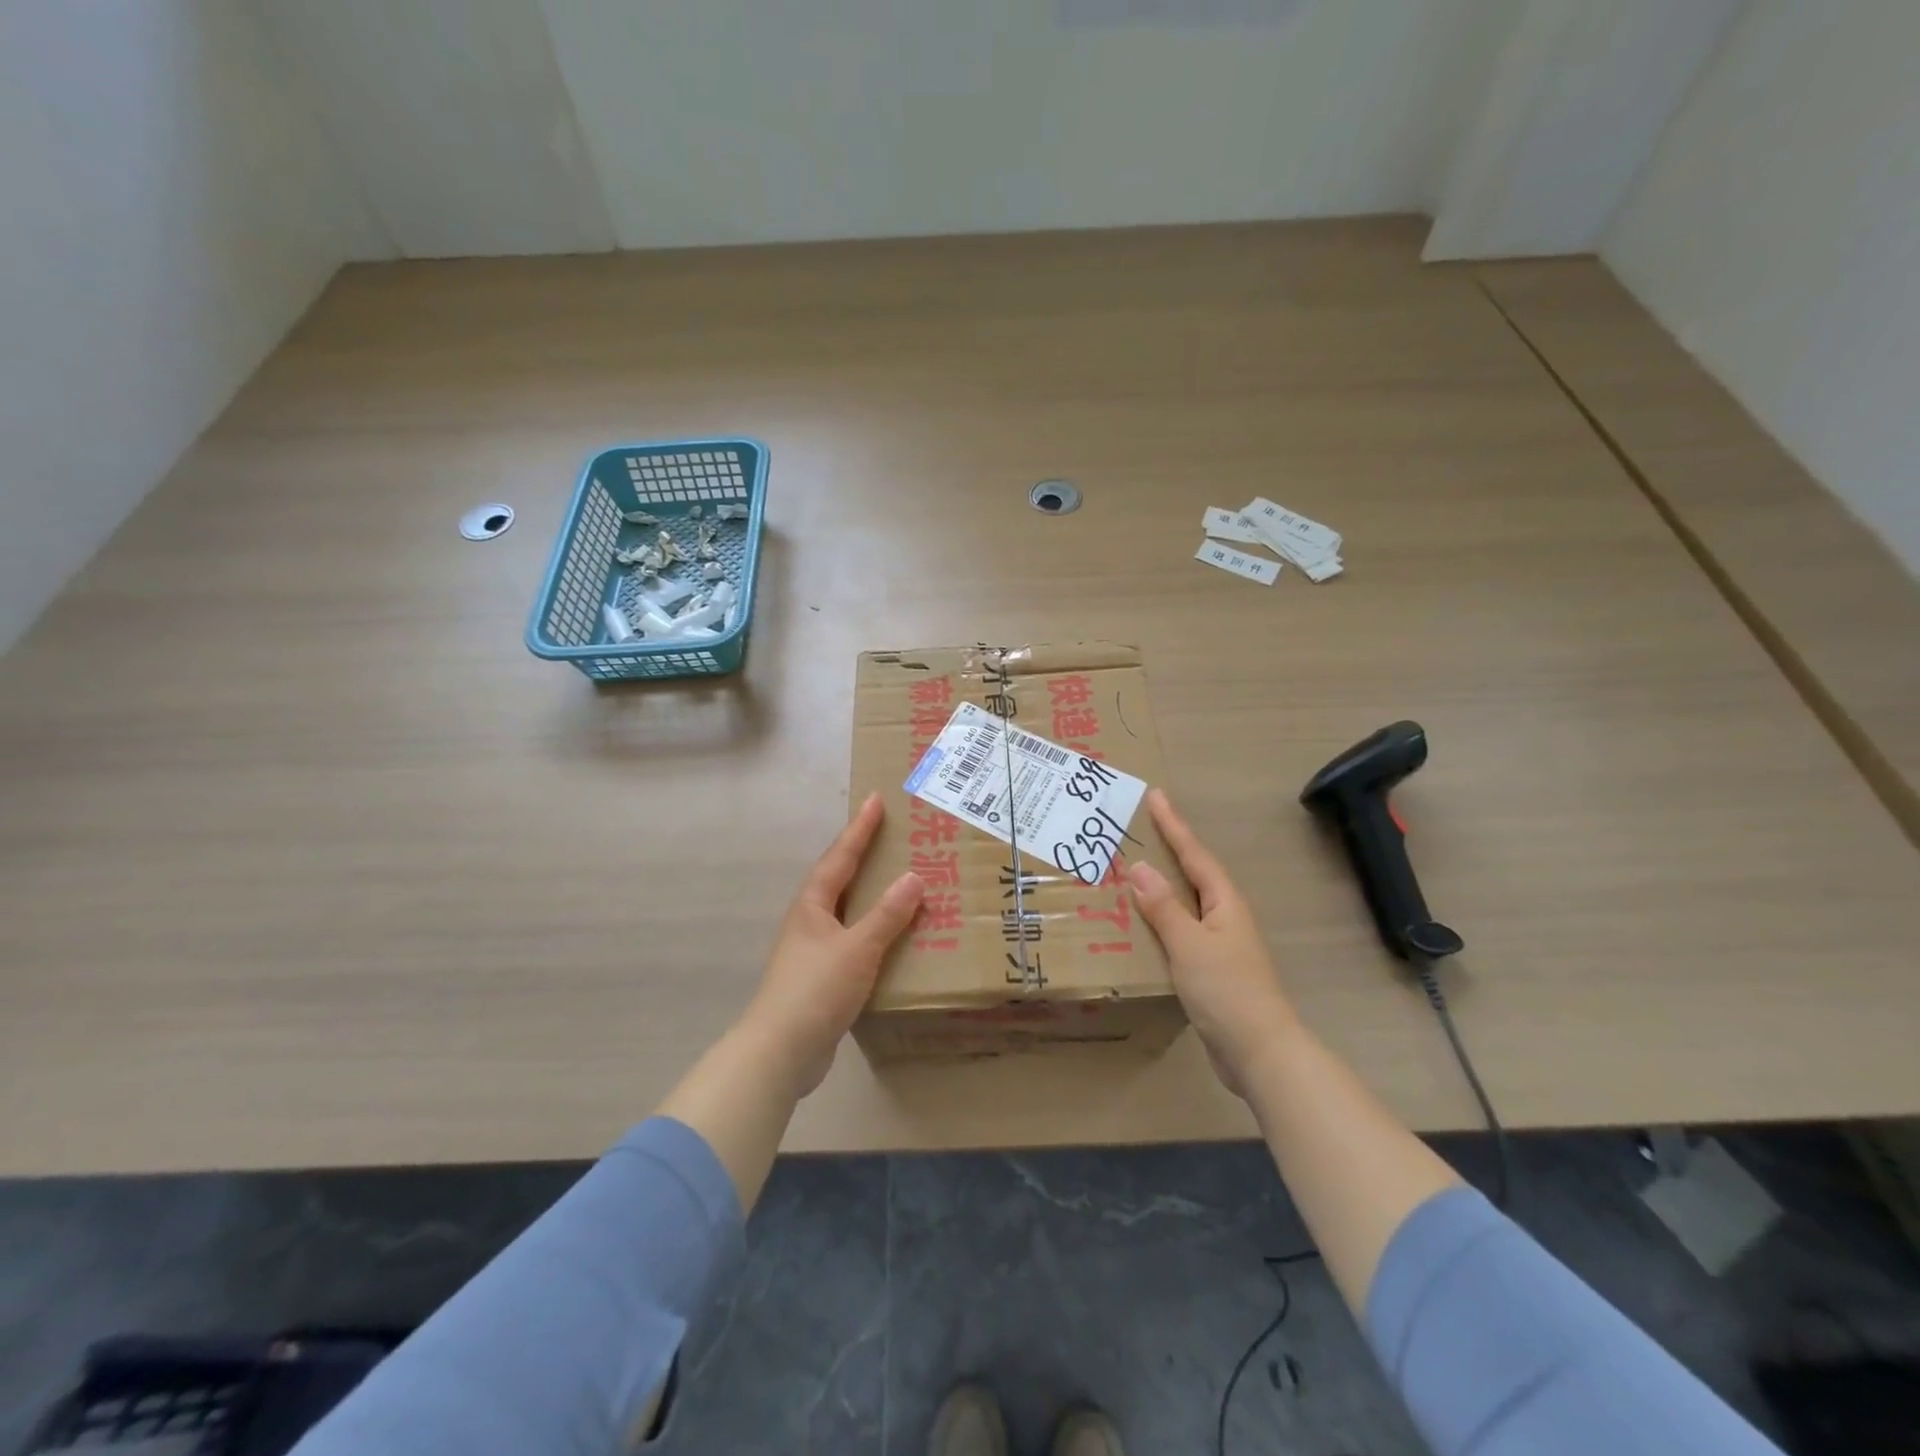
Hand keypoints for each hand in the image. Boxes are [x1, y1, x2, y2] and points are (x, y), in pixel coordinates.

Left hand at [737, 792, 923, 1098]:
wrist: (781, 1051)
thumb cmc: (817, 989)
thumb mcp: (858, 947)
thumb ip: (887, 914)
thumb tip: (913, 877)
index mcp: (814, 904)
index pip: (841, 856)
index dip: (860, 828)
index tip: (875, 799)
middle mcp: (809, 919)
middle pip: (839, 877)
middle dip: (862, 854)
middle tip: (889, 833)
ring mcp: (812, 948)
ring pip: (846, 908)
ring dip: (869, 892)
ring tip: (897, 879)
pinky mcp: (820, 975)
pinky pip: (852, 937)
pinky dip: (872, 928)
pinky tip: (891, 937)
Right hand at [1127, 789, 1300, 1096]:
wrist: (1259, 1052)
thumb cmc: (1227, 991)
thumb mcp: (1189, 944)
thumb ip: (1163, 906)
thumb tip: (1139, 868)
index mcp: (1225, 902)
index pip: (1194, 854)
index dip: (1174, 825)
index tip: (1156, 796)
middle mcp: (1225, 916)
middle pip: (1192, 873)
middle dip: (1168, 849)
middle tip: (1139, 827)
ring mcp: (1220, 943)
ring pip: (1185, 902)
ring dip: (1161, 884)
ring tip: (1131, 869)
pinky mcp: (1211, 968)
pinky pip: (1180, 929)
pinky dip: (1160, 918)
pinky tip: (1140, 924)